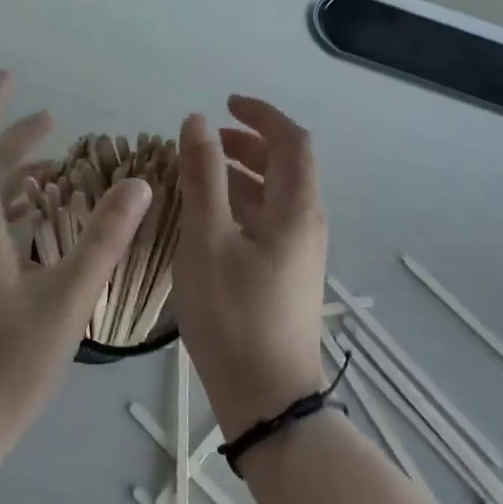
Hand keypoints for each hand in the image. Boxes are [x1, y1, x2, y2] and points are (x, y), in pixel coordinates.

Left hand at [0, 71, 152, 458]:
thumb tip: (137, 185)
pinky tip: (39, 223)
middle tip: (52, 120)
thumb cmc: (8, 366)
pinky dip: (11, 207)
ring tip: (55, 166)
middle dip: (13, 138)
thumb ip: (103, 241)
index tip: (9, 77)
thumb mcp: (66, 301)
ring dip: (14, 173)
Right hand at [173, 96, 329, 438]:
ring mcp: (298, 252)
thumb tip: (197, 122)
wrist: (266, 399)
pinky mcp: (285, 275)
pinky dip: (239, 204)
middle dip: (248, 142)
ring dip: (240, 174)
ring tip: (197, 172)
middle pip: (285, 165)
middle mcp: (306, 224)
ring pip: (273, 195)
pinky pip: (266, 221)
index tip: (225, 103)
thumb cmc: (234, 314)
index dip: (262, 114)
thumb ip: (203, 176)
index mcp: (296, 208)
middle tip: (207, 139)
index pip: (292, 141)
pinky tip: (205, 216)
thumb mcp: (207, 238)